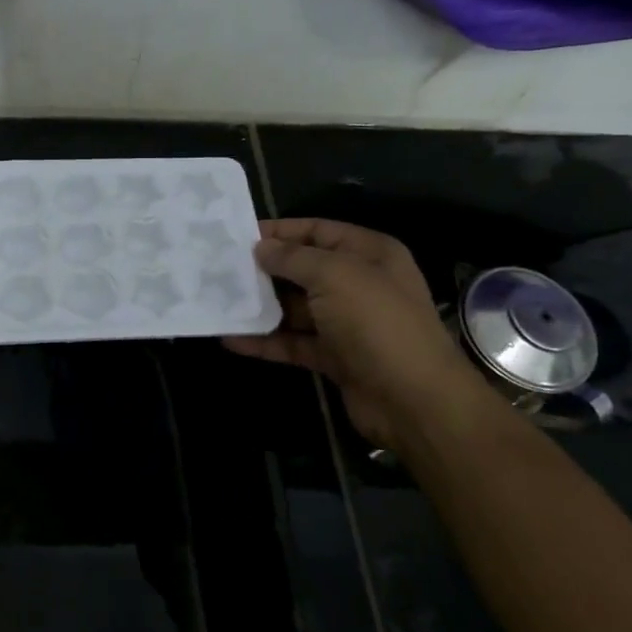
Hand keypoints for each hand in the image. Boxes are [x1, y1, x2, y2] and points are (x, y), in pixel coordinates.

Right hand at [225, 218, 493, 456]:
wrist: (412, 399)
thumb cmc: (376, 323)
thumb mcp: (335, 276)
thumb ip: (294, 258)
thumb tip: (261, 248)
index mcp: (369, 254)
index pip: (319, 231)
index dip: (281, 231)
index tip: (239, 235)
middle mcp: (359, 284)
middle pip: (303, 270)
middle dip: (265, 270)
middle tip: (221, 269)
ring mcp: (346, 323)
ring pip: (295, 309)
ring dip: (260, 307)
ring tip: (219, 301)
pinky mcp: (334, 357)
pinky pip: (293, 343)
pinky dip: (265, 341)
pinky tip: (231, 339)